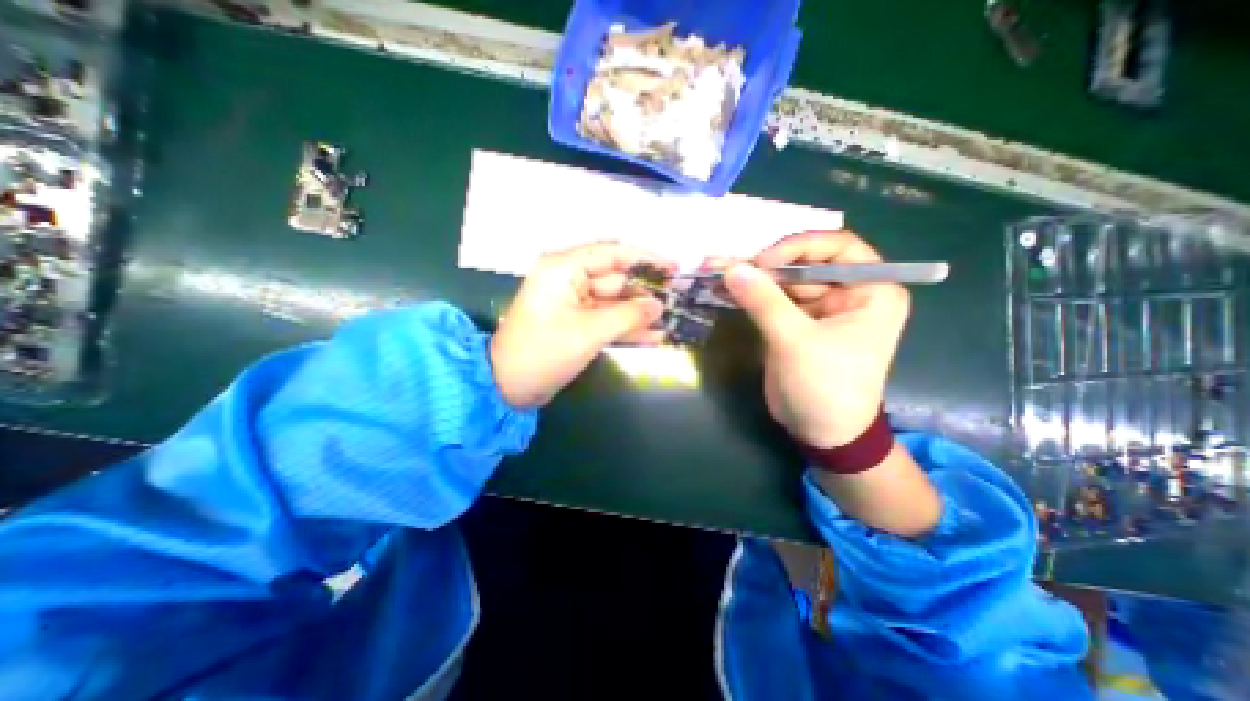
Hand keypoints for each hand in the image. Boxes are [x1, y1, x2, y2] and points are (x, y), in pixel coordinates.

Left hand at [488, 240, 668, 408]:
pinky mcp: (577, 323)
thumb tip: (659, 306)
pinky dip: (628, 328)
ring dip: (640, 312)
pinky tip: (654, 336)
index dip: (645, 258)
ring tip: (672, 319)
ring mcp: (574, 303)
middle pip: (616, 279)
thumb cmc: (544, 352)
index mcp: (564, 269)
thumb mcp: (589, 332)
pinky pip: (607, 320)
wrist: (509, 387)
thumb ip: (628, 315)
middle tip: (678, 300)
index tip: (673, 267)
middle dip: (646, 291)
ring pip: (615, 302)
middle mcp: (569, 280)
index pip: (612, 253)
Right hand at [719, 229, 915, 447]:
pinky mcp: (797, 323)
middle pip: (806, 262)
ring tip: (720, 273)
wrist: (821, 432)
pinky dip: (752, 295)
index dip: (799, 247)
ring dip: (755, 278)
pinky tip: (726, 290)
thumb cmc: (825, 387)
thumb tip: (732, 268)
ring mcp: (820, 308)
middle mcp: (848, 292)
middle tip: (731, 266)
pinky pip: (773, 300)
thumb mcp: (795, 342)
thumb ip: (764, 302)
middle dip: (769, 264)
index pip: (838, 247)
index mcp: (871, 291)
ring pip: (786, 281)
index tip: (763, 261)